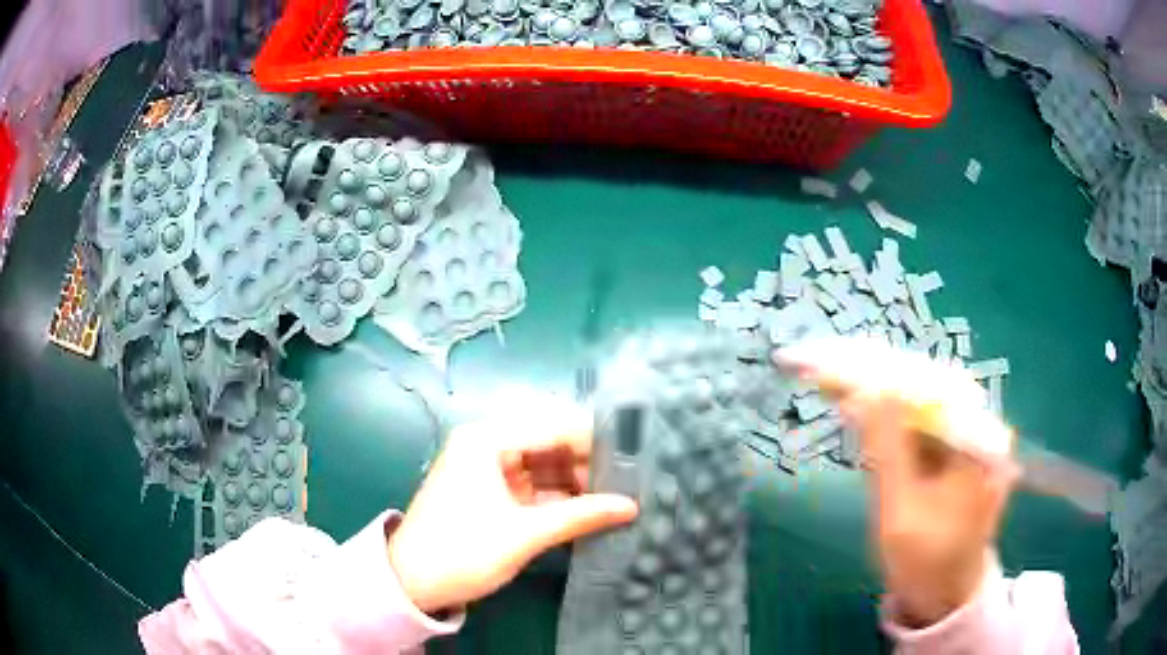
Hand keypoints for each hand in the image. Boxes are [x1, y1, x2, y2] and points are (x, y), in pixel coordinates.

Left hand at [387, 399, 638, 614]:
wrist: (413, 584)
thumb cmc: (464, 552)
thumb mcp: (525, 534)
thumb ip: (581, 515)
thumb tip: (631, 506)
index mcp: (487, 440)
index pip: (553, 426)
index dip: (594, 440)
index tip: (636, 455)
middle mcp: (488, 444)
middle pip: (549, 444)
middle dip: (588, 463)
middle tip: (631, 481)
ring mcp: (489, 469)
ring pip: (544, 466)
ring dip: (576, 482)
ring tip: (619, 496)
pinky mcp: (492, 492)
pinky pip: (534, 486)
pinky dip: (559, 498)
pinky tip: (590, 510)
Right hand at [775, 337, 1015, 627]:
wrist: (945, 595)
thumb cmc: (925, 563)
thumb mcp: (900, 513)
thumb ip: (887, 450)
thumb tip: (868, 392)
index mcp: (977, 441)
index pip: (925, 388)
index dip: (878, 373)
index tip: (832, 363)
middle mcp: (979, 428)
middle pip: (923, 388)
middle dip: (874, 378)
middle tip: (824, 367)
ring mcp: (968, 438)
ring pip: (919, 403)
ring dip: (878, 395)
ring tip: (832, 381)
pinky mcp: (955, 451)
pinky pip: (921, 424)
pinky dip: (889, 417)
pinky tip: (860, 409)